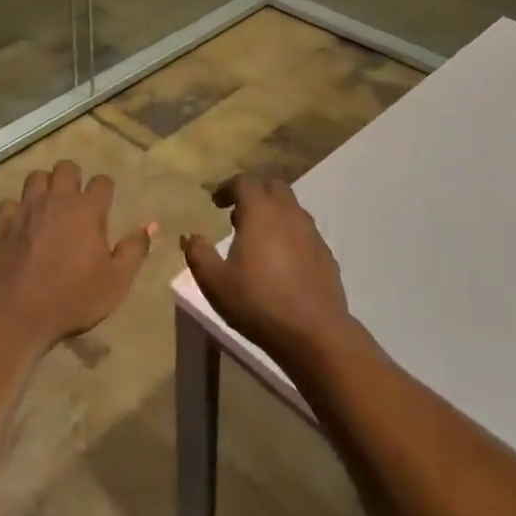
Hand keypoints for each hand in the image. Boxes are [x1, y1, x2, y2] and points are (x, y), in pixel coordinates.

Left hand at [0, 160, 155, 353]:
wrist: (16, 313)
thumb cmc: (72, 298)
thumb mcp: (116, 281)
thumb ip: (134, 250)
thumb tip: (151, 225)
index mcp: (87, 209)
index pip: (102, 182)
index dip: (106, 189)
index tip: (105, 202)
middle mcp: (57, 199)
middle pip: (66, 167)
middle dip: (73, 177)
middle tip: (76, 199)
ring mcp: (27, 208)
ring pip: (36, 177)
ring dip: (44, 186)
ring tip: (48, 204)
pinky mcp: (2, 222)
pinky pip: (9, 202)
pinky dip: (16, 209)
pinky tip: (19, 223)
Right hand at [181, 173, 358, 370]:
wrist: (315, 333)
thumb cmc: (259, 303)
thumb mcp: (215, 282)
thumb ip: (198, 254)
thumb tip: (190, 236)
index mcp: (261, 212)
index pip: (244, 182)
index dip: (227, 187)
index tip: (216, 203)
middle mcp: (288, 213)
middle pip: (272, 187)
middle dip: (254, 194)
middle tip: (238, 216)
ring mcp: (311, 232)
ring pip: (291, 208)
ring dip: (273, 213)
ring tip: (258, 239)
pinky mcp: (326, 253)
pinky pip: (304, 231)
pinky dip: (290, 234)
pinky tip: (282, 261)